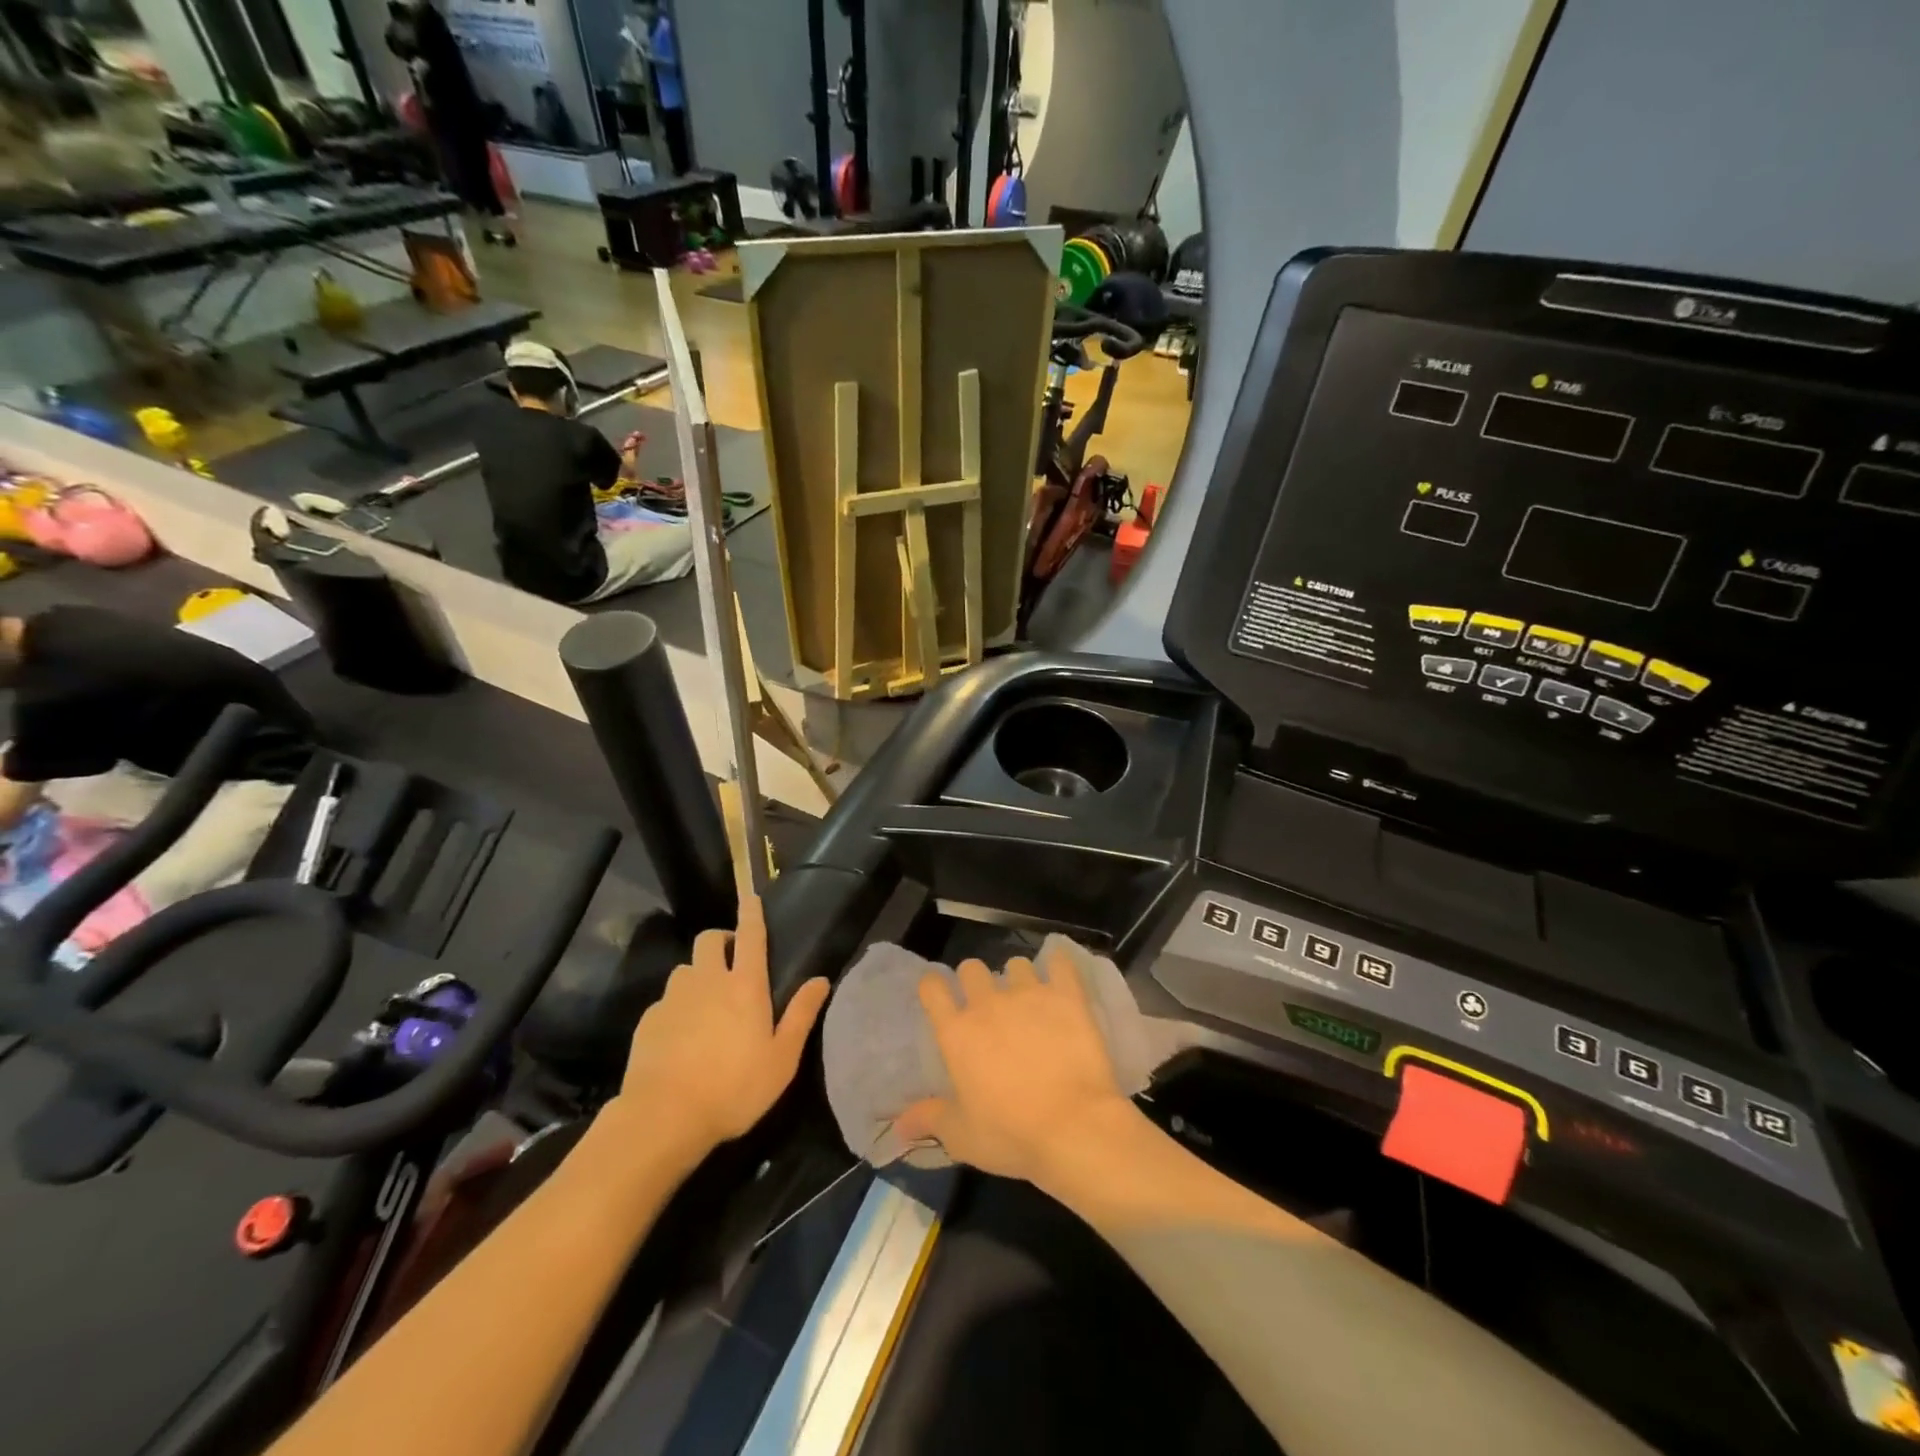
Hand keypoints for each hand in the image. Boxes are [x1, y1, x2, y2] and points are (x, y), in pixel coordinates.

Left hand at [617, 894, 829, 1156]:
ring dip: (698, 974)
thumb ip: (801, 1015)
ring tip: (706, 1002)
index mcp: (745, 985)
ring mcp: (673, 999)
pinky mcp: (648, 1021)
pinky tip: (681, 1037)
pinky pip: (666, 1001)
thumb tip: (820, 979)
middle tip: (733, 961)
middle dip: (722, 939)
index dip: (752, 912)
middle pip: (710, 940)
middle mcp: (708, 981)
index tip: (751, 897)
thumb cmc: (734, 1088)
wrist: (663, 1118)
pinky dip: (677, 1008)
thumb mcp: (782, 1059)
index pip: (751, 935)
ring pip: (685, 969)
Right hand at [892, 945, 1134, 1186]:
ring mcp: (1029, 994)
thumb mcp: (962, 1136)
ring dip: (1018, 979)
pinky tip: (1060, 975)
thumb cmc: (1011, 1134)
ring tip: (1029, 1000)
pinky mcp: (1066, 995)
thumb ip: (930, 1119)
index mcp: (957, 1032)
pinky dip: (1059, 965)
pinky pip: (1060, 963)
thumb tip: (899, 1124)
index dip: (934, 987)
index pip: (933, 988)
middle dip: (975, 981)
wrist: (1073, 1127)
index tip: (940, 997)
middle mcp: (988, 1003)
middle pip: (972, 968)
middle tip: (987, 1006)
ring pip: (1016, 965)